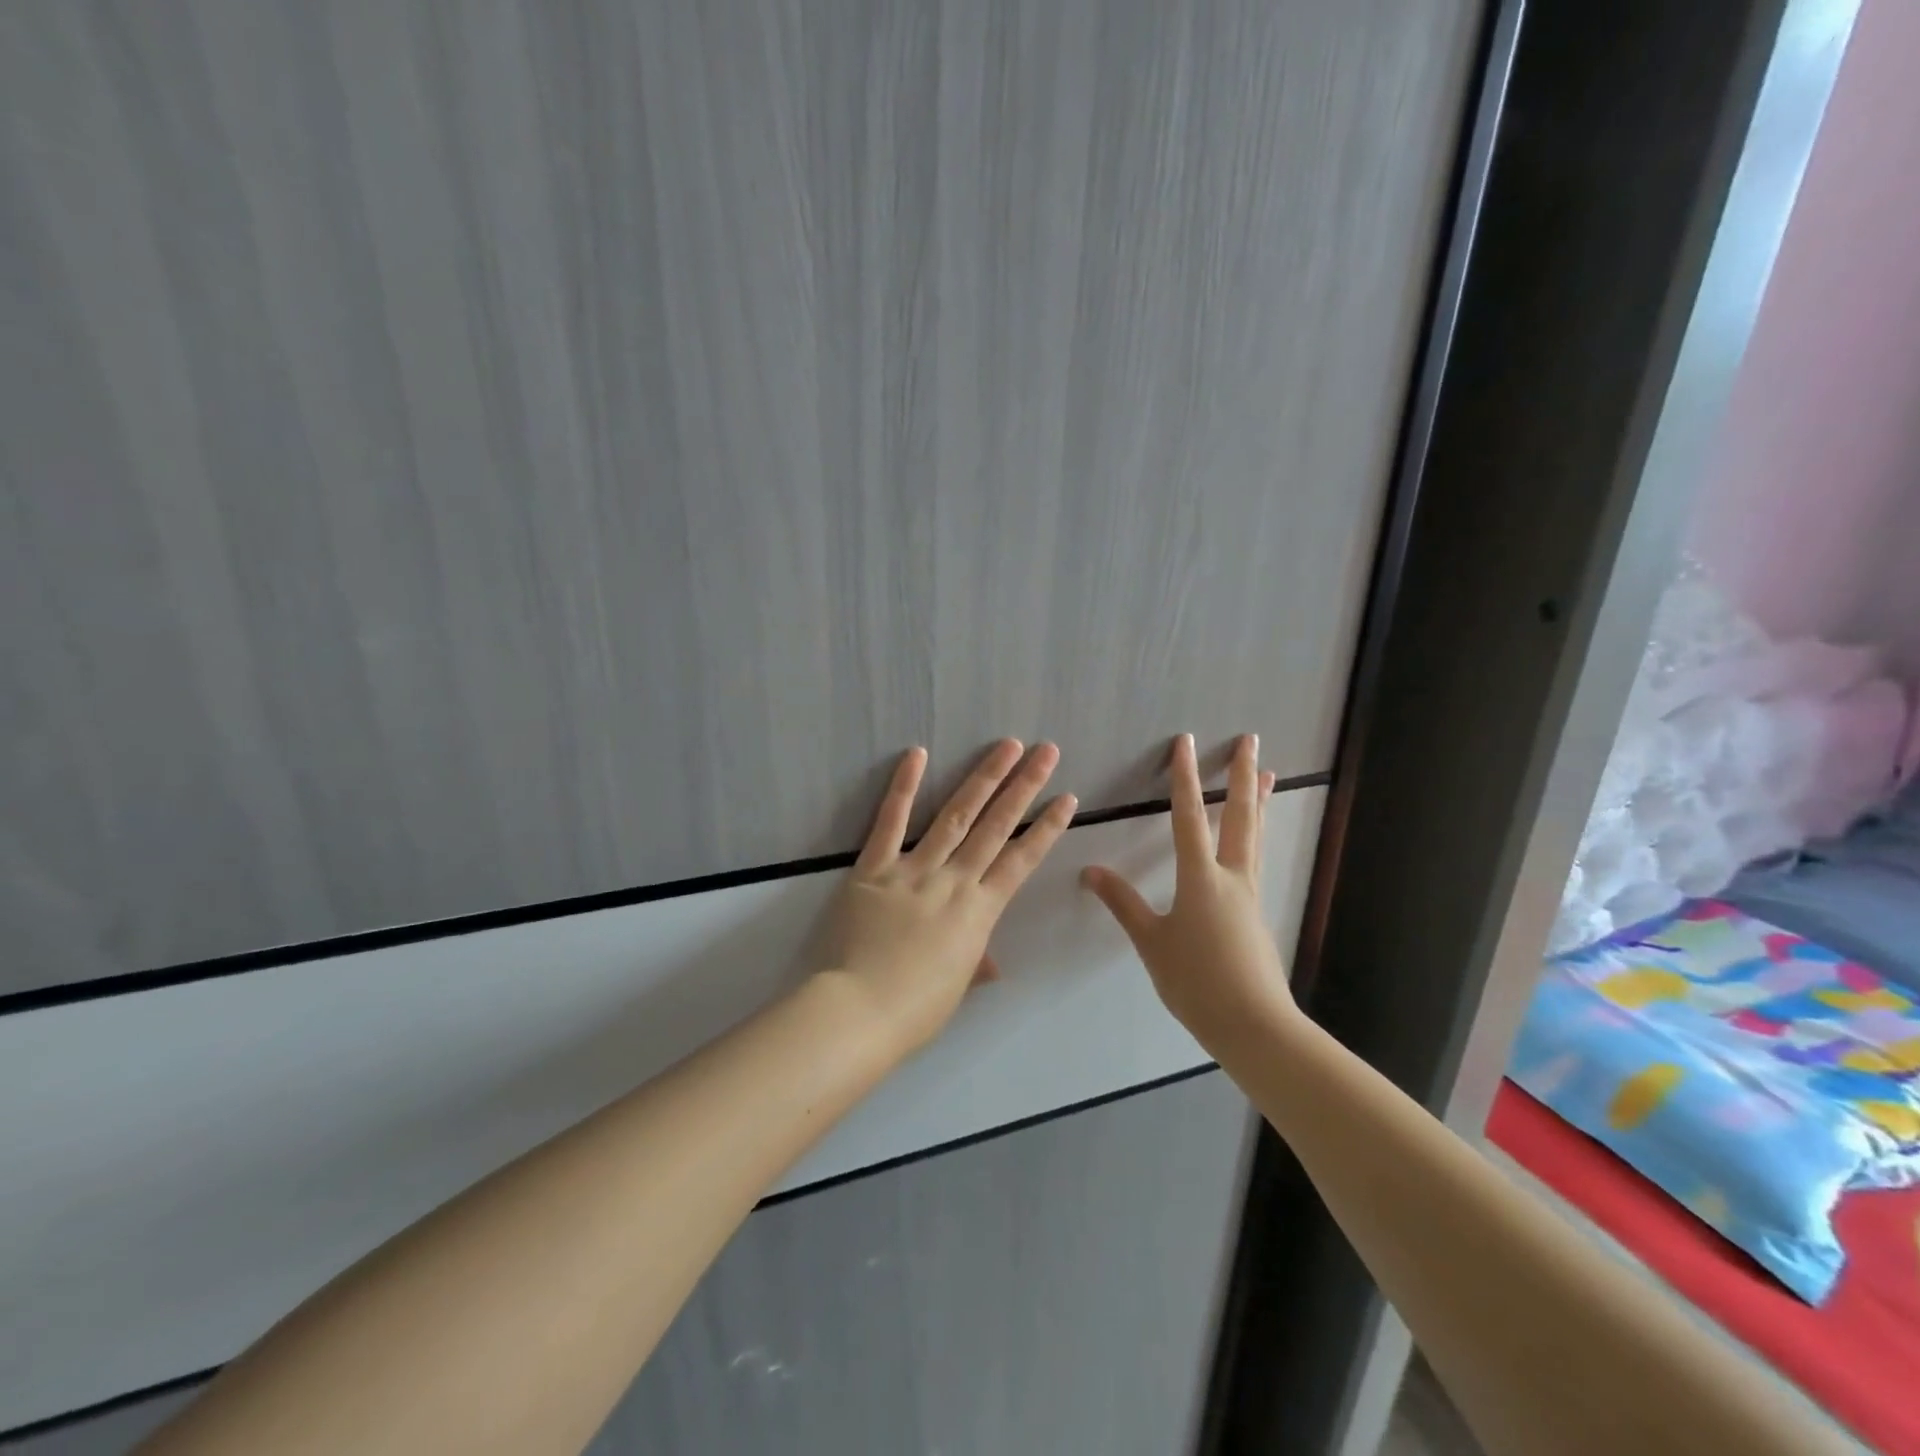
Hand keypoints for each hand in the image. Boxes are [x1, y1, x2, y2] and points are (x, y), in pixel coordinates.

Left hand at [827, 739, 1076, 1054]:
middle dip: (1024, 786)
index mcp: (979, 912)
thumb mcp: (956, 987)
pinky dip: (902, 787)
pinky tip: (918, 753)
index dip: (1046, 828)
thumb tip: (992, 965)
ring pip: (955, 815)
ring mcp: (915, 870)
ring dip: (984, 778)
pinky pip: (890, 822)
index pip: (1022, 861)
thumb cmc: (915, 1010)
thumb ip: (975, 963)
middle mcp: (954, 881)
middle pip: (996, 827)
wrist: (861, 1011)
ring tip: (1008, 746)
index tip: (1067, 798)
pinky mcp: (875, 868)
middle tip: (1046, 751)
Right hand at [1081, 733, 1293, 1056]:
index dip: (1183, 777)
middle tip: (1251, 742)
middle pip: (1239, 816)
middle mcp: (1231, 877)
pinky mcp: (1256, 914)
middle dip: (1242, 776)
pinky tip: (1250, 841)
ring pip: (1254, 836)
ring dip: (1258, 801)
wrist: (1253, 1025)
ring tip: (1269, 775)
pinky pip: (1255, 860)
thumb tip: (1091, 870)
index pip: (1189, 817)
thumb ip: (1123, 903)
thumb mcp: (1151, 942)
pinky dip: (1255, 835)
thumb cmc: (1196, 981)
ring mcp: (1249, 895)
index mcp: (1201, 878)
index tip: (1185, 743)